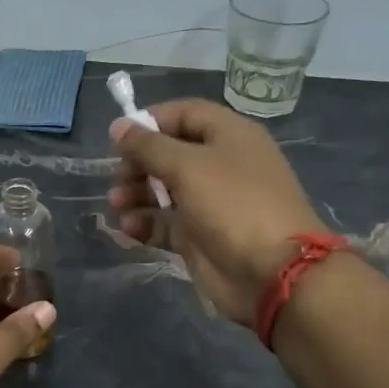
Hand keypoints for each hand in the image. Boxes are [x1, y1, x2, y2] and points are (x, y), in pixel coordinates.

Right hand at [106, 99, 339, 326]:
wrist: (272, 273)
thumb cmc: (233, 205)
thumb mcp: (188, 166)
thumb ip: (148, 145)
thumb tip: (119, 126)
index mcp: (229, 136)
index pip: (185, 114)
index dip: (151, 121)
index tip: (119, 137)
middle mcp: (221, 165)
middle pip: (170, 153)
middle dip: (138, 163)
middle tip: (118, 177)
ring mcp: (211, 203)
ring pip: (164, 190)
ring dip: (136, 194)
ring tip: (116, 204)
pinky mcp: (200, 237)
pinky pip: (166, 223)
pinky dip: (146, 223)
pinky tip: (129, 227)